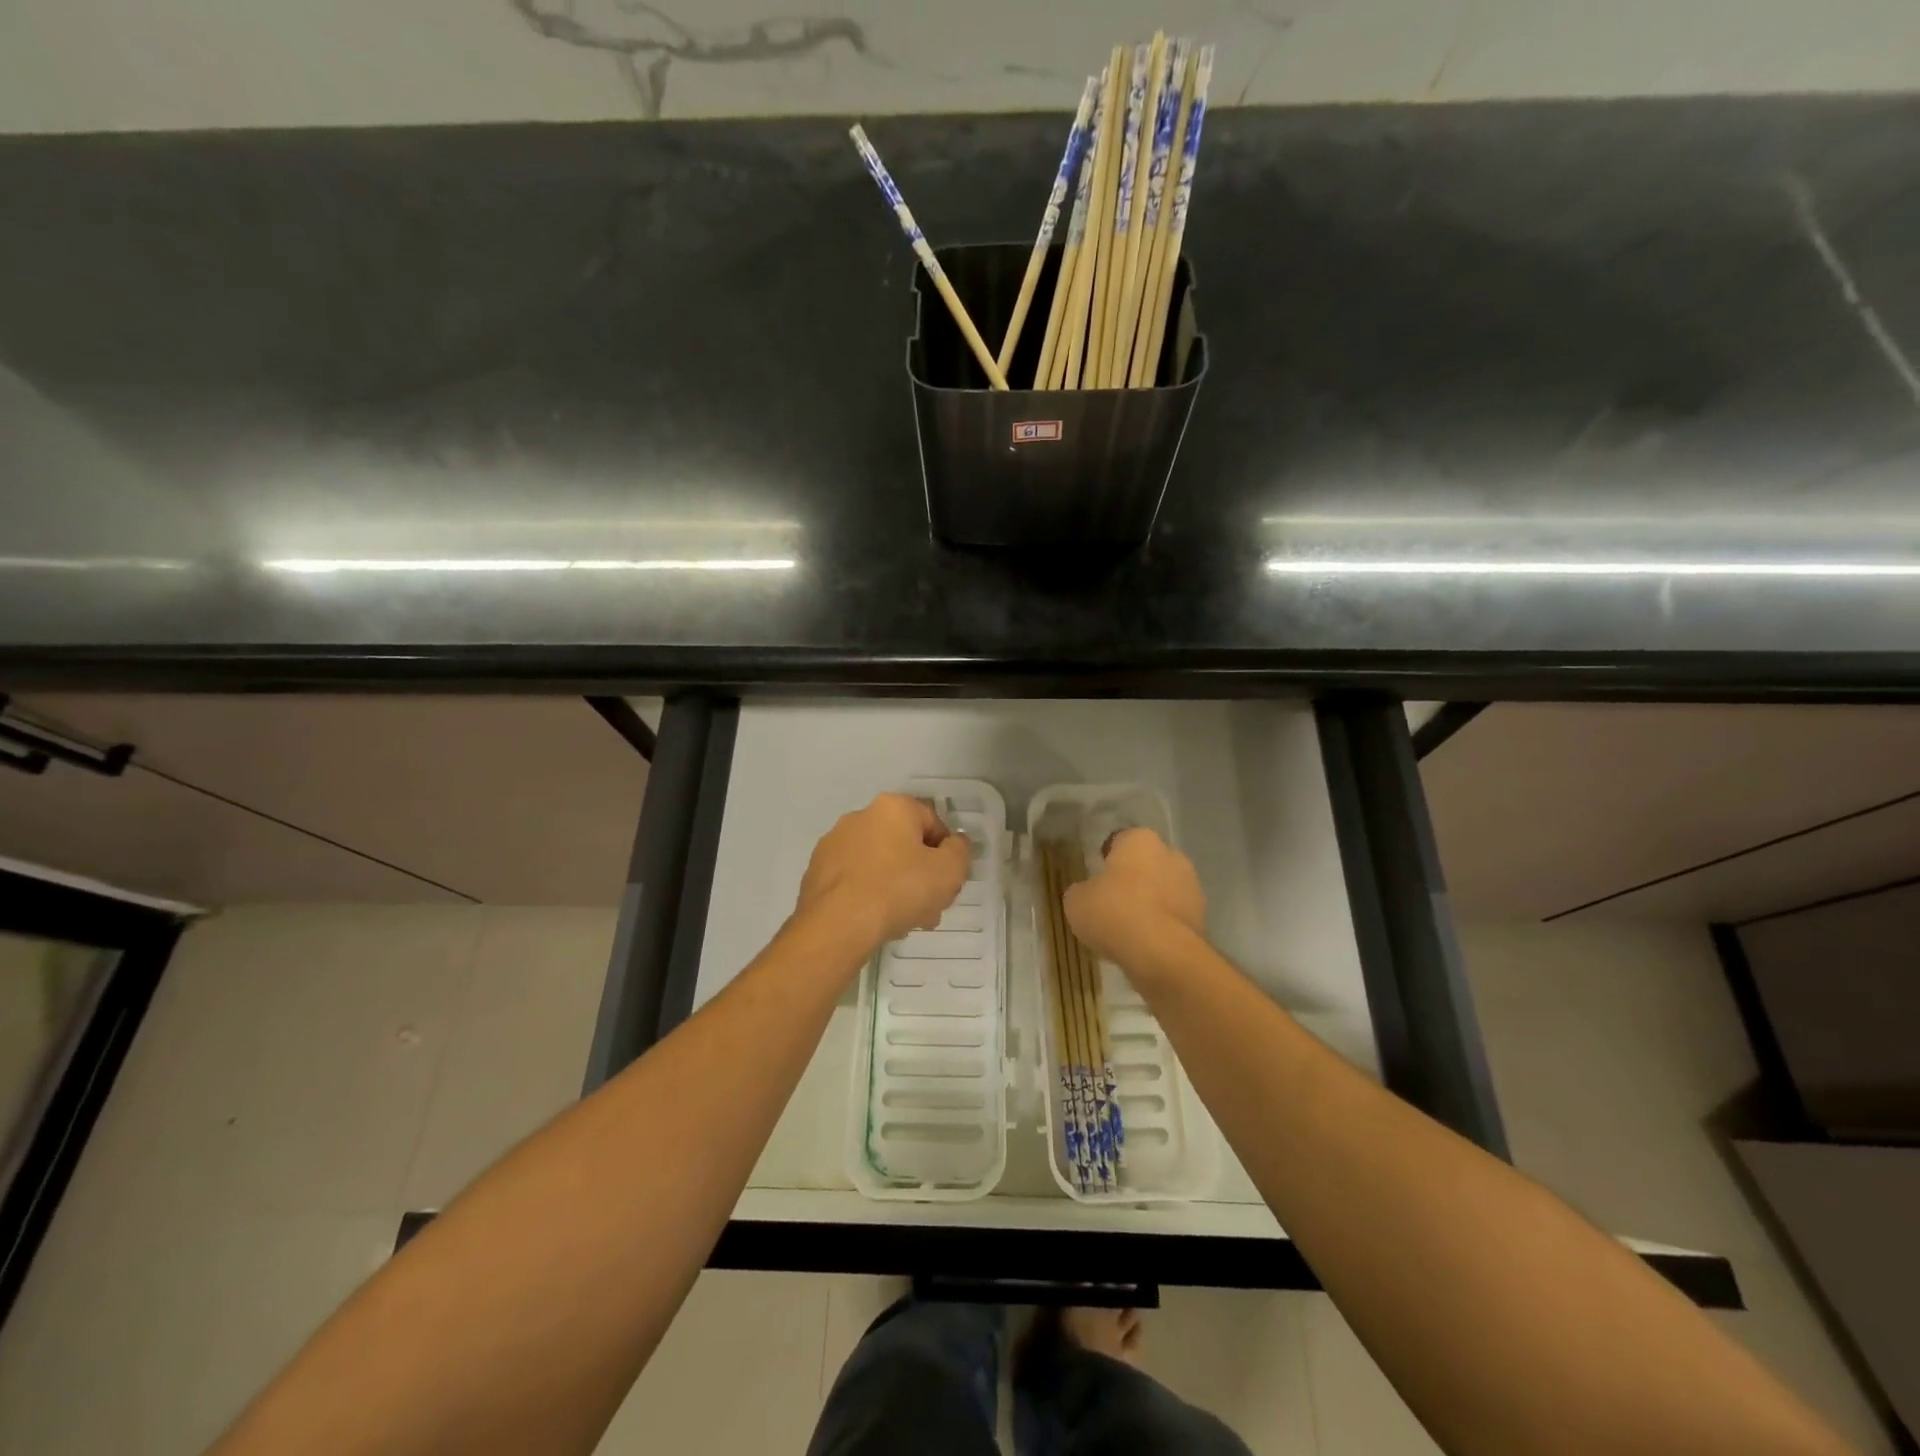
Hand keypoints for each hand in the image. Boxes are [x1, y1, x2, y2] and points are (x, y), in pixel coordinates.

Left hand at [796, 793, 971, 954]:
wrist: (836, 925)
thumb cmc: (899, 890)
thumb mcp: (949, 871)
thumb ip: (960, 851)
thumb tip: (954, 844)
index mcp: (893, 807)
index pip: (933, 823)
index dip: (947, 854)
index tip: (947, 883)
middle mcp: (860, 816)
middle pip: (904, 844)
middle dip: (921, 875)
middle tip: (929, 908)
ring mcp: (834, 844)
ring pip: (879, 864)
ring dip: (896, 887)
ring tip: (903, 921)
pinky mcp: (816, 871)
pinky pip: (855, 879)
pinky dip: (869, 894)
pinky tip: (875, 921)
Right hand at [1063, 828, 1205, 979]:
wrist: (1161, 953)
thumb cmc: (1114, 913)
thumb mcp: (1076, 901)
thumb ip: (1082, 891)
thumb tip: (1088, 893)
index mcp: (1140, 840)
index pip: (1120, 840)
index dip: (1107, 858)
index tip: (1097, 877)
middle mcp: (1171, 854)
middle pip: (1146, 863)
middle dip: (1133, 879)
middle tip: (1112, 902)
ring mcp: (1192, 886)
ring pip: (1163, 889)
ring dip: (1150, 902)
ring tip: (1129, 928)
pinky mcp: (1202, 917)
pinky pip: (1173, 916)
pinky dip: (1162, 925)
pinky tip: (1145, 943)